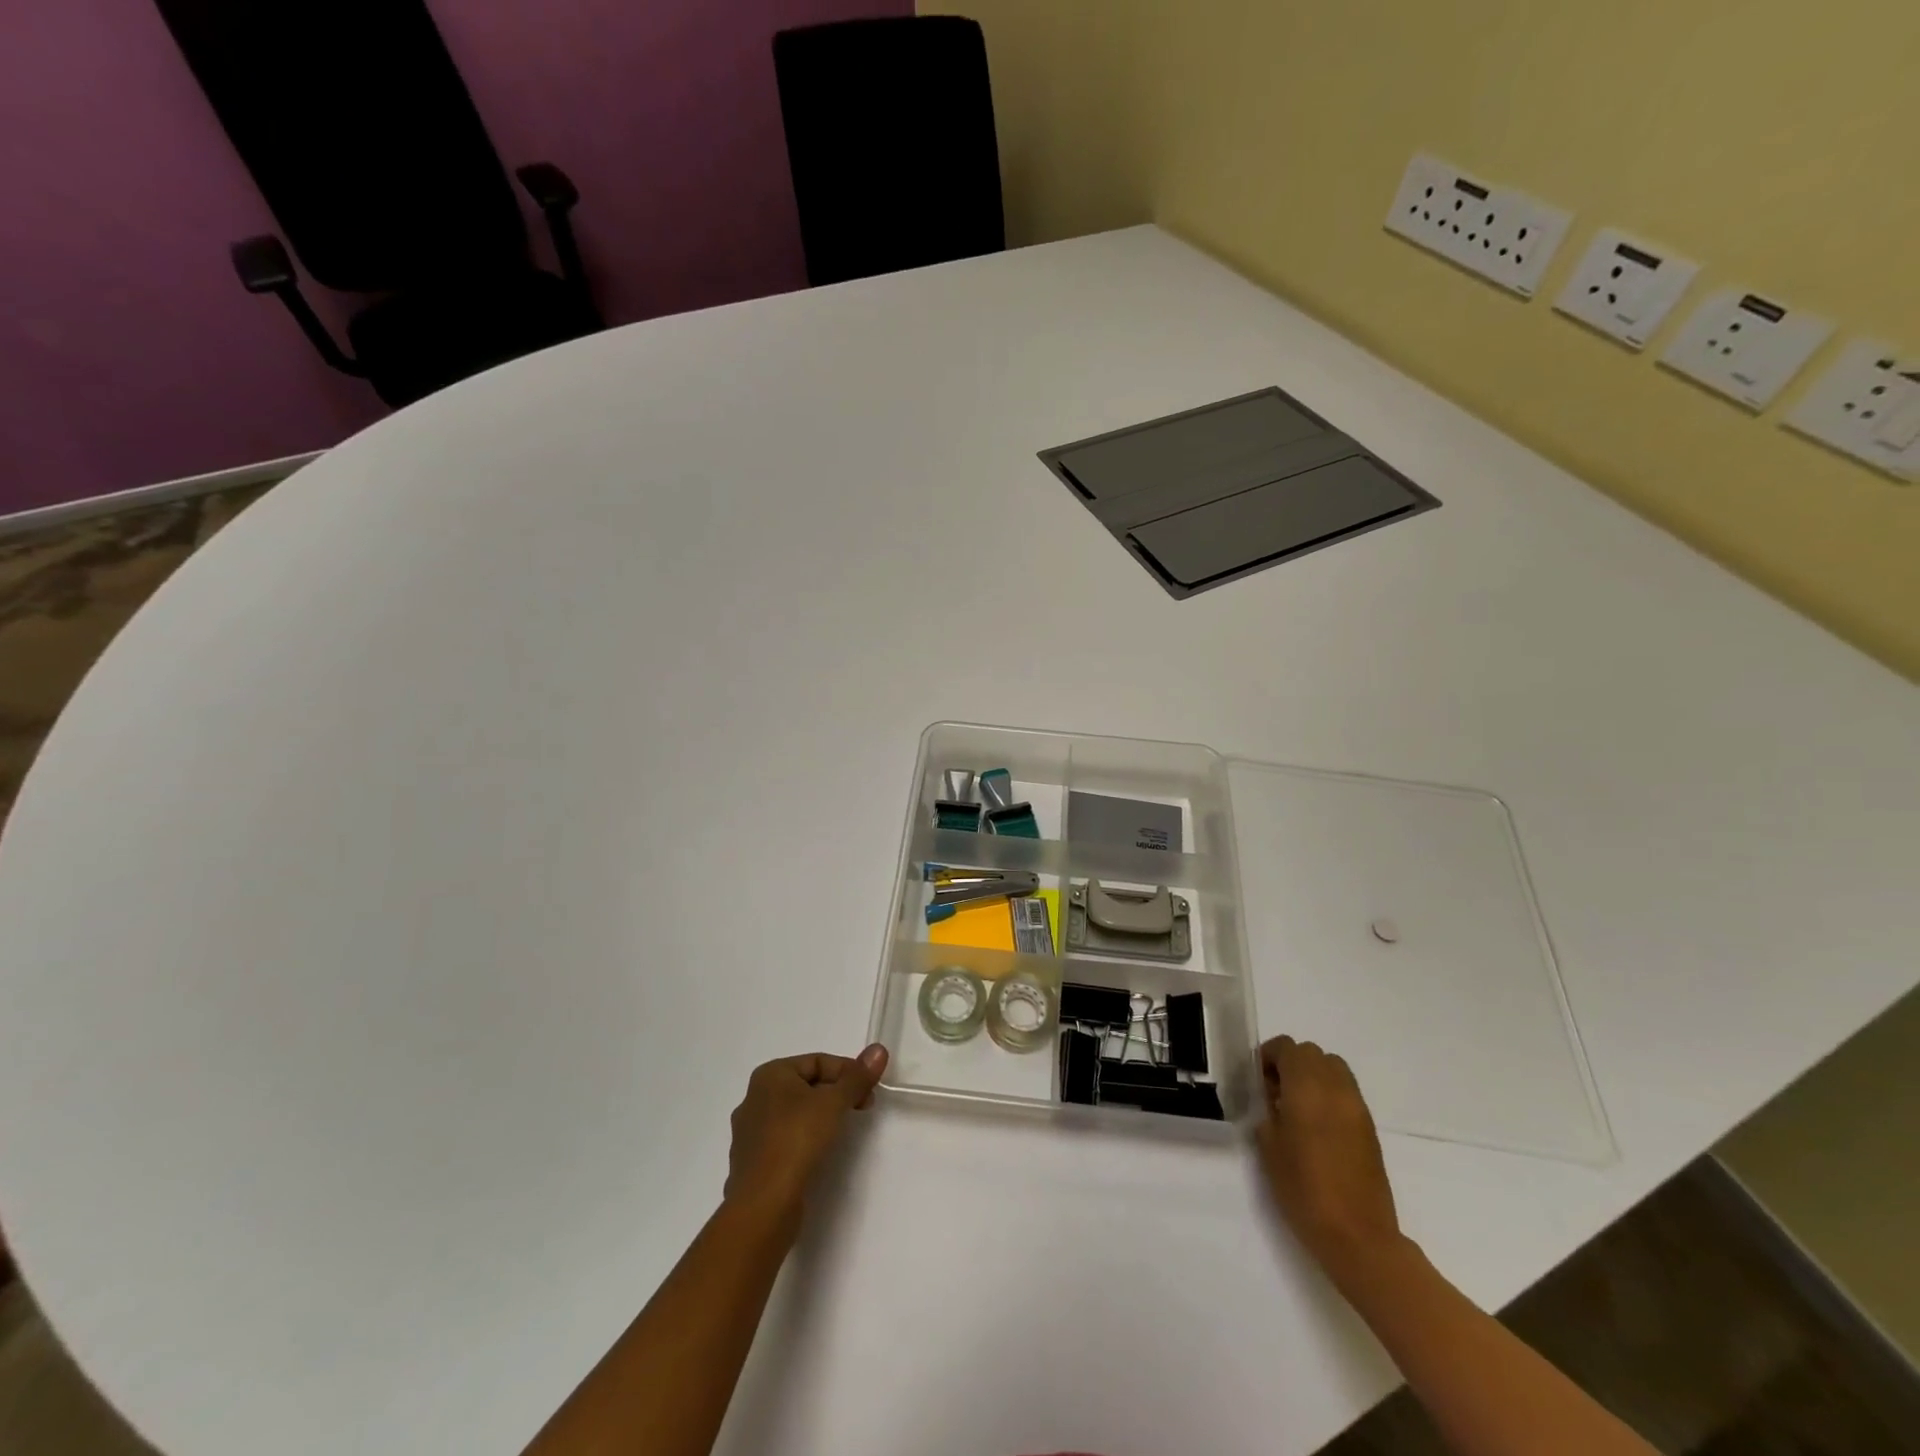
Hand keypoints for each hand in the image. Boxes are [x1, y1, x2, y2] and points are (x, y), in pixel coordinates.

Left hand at [724, 1045, 888, 1225]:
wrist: (763, 1205)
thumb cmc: (797, 1140)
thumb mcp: (834, 1103)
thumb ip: (857, 1077)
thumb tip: (879, 1049)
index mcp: (770, 1075)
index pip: (817, 1061)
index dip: (848, 1071)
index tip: (869, 1090)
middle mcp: (754, 1098)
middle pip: (806, 1085)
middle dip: (836, 1093)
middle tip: (862, 1107)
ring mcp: (750, 1132)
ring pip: (795, 1113)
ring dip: (821, 1116)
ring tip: (843, 1130)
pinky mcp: (752, 1162)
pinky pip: (785, 1139)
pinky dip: (805, 1139)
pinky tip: (818, 1153)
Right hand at [1256, 1035, 1402, 1277]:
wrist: (1358, 1236)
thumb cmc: (1304, 1189)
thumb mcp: (1269, 1147)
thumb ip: (1267, 1111)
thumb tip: (1271, 1099)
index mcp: (1307, 1088)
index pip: (1287, 1048)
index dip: (1269, 1057)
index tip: (1258, 1081)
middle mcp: (1335, 1088)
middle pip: (1312, 1053)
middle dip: (1291, 1064)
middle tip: (1275, 1093)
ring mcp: (1357, 1107)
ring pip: (1333, 1069)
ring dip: (1313, 1076)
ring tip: (1298, 1108)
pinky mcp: (1369, 1128)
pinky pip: (1346, 1093)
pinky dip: (1329, 1095)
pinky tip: (1318, 1127)